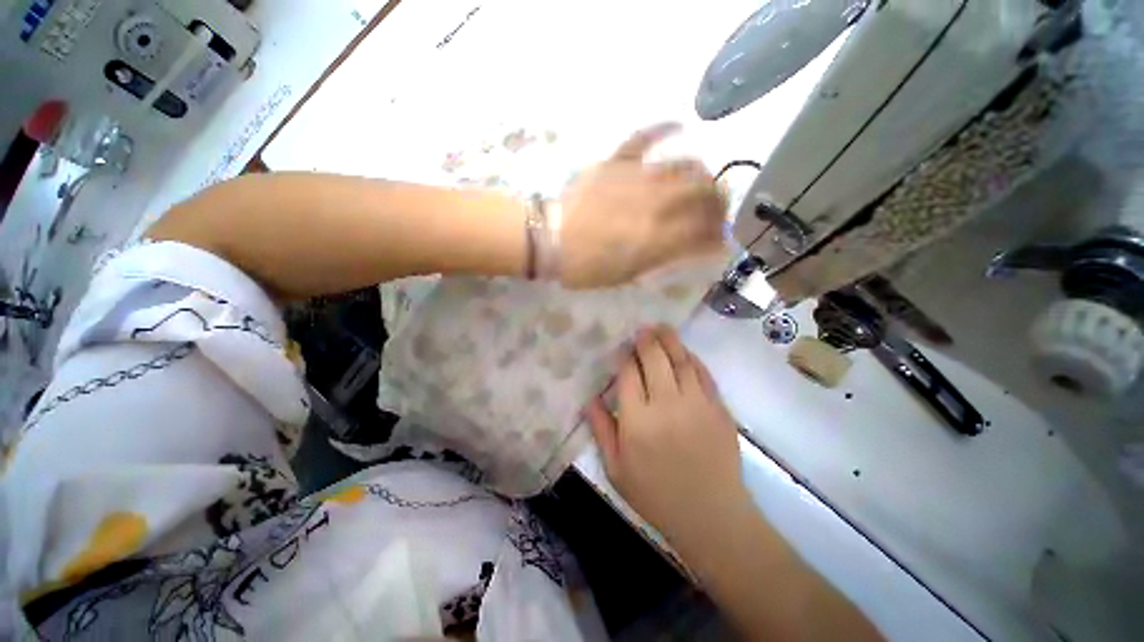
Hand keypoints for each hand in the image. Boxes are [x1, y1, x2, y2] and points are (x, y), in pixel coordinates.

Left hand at [558, 124, 726, 288]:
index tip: (720, 239)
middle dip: (720, 201)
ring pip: (684, 164)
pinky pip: (645, 137)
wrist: (551, 240)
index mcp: (657, 237)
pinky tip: (678, 127)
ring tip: (701, 181)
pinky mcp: (617, 161)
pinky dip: (664, 129)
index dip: (719, 235)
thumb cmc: (587, 266)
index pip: (705, 230)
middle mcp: (656, 204)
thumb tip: (693, 249)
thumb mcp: (628, 274)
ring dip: (701, 173)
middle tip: (717, 208)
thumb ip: (664, 259)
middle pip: (704, 192)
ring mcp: (637, 178)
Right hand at [585, 325, 749, 547]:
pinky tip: (685, 352)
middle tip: (642, 329)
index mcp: (637, 420)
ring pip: (681, 360)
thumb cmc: (656, 494)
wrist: (711, 515)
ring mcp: (696, 404)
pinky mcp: (718, 408)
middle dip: (647, 340)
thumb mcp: (616, 468)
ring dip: (670, 340)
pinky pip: (704, 374)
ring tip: (662, 328)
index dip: (624, 357)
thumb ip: (601, 429)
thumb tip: (589, 398)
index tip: (622, 349)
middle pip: (655, 359)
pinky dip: (693, 358)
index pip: (628, 374)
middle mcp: (667, 405)